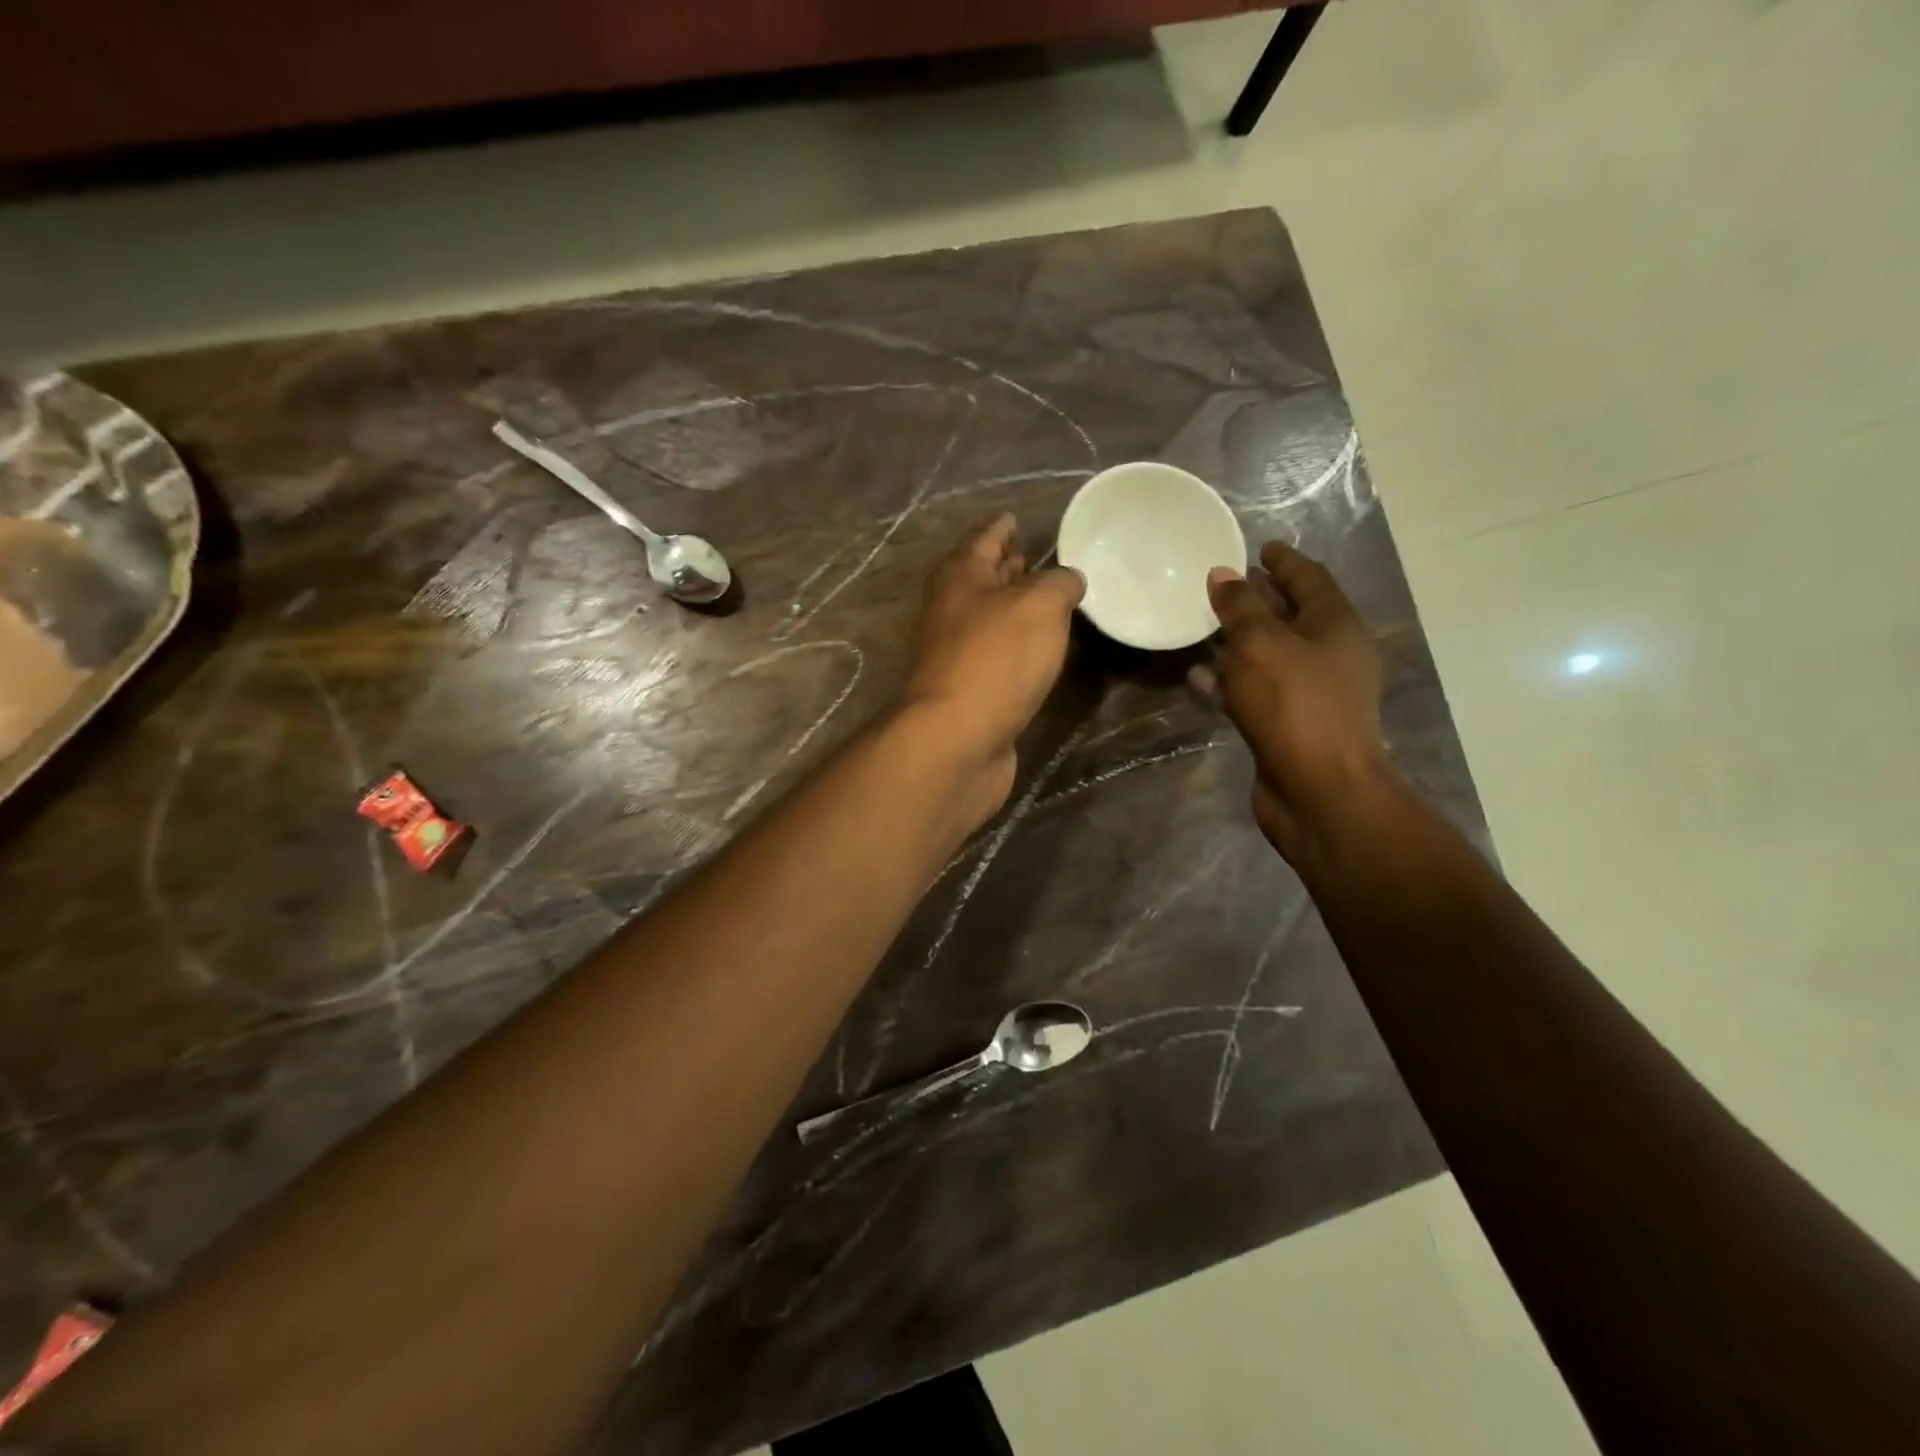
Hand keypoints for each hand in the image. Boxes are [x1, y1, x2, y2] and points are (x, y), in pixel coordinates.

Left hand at [900, 515, 1084, 817]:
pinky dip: (1017, 646)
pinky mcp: (968, 690)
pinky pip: (997, 655)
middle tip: (1038, 557)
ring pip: (990, 618)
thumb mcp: (1040, 605)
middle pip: (981, 579)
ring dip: (1014, 608)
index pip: (984, 538)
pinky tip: (1040, 650)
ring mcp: (955, 653)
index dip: (1002, 527)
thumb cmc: (996, 659)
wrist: (956, 739)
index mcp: (959, 576)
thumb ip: (1060, 583)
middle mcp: (950, 610)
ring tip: (1049, 600)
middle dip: (1007, 567)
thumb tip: (1068, 580)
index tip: (1016, 517)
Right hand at [1207, 541, 1399, 858]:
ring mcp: (1310, 694)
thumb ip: (1240, 606)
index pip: (1310, 578)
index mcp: (1335, 626)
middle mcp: (1328, 655)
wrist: (1319, 790)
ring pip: (1270, 655)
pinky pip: (1254, 691)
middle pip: (1291, 616)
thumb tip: (1222, 574)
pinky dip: (1229, 681)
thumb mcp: (1261, 644)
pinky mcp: (1288, 725)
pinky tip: (1198, 677)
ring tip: (1203, 626)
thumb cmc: (1295, 705)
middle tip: (1223, 584)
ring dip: (1239, 641)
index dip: (1284, 560)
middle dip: (1260, 598)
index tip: (1259, 546)